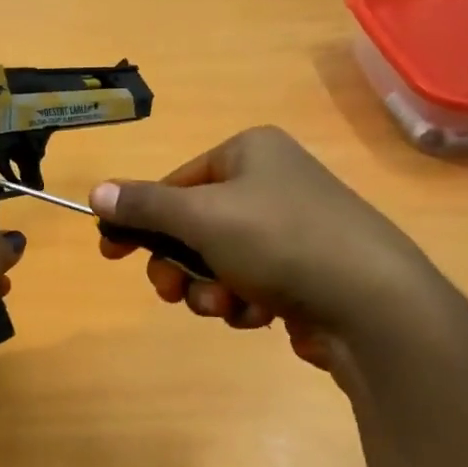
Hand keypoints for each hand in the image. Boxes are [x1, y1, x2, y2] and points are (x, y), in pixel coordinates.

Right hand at [91, 126, 442, 379]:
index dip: (140, 220)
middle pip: (192, 226)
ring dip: (210, 289)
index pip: (174, 182)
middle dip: (180, 265)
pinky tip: (259, 314)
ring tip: (229, 304)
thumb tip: (96, 192)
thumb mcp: (200, 217)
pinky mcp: (303, 272)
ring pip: (216, 262)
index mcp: (249, 153)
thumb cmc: (280, 241)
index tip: (111, 252)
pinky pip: (248, 284)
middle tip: (172, 290)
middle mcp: (270, 183)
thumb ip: (144, 205)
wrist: (371, 303)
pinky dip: (243, 302)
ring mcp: (290, 229)